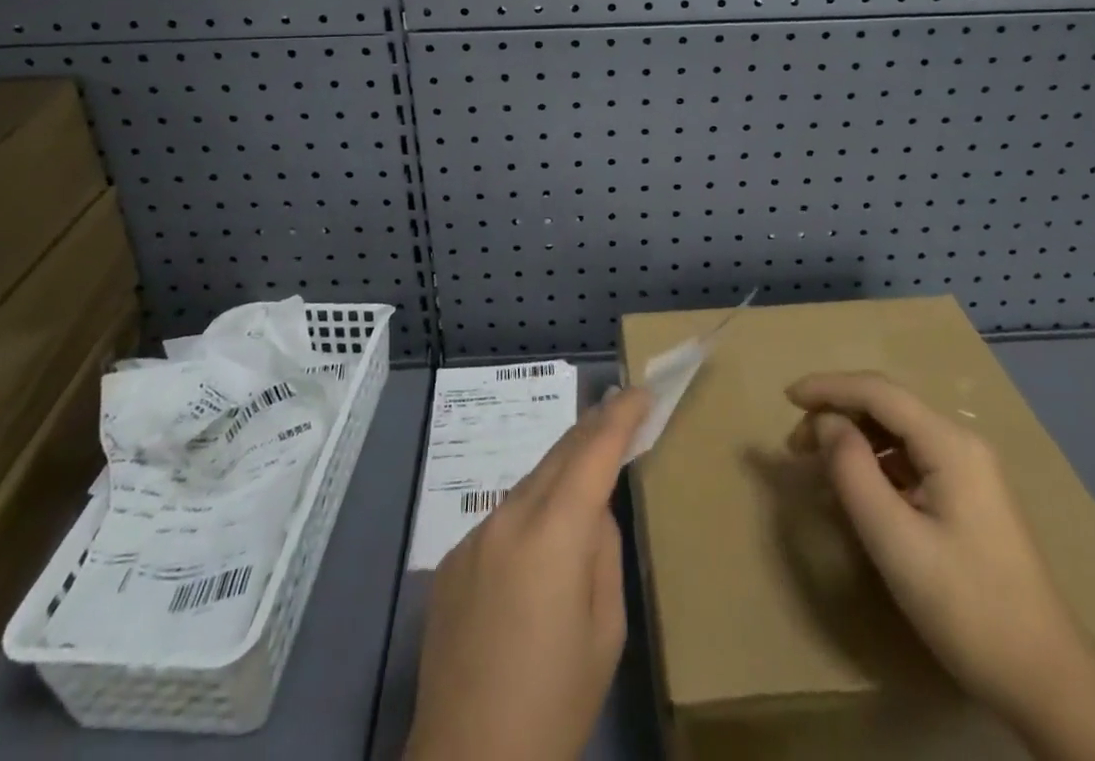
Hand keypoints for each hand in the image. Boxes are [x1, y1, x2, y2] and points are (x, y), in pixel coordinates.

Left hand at [405, 386, 653, 760]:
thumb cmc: (554, 704)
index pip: (593, 453)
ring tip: (587, 471)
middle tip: (621, 408)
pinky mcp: (453, 559)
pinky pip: (502, 518)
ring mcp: (474, 536)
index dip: (620, 417)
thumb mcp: (605, 633)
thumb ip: (602, 553)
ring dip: (561, 472)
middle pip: (557, 455)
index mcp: (553, 535)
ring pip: (528, 485)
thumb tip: (593, 512)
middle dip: (592, 428)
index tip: (641, 391)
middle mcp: (508, 519)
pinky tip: (538, 548)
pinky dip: (530, 513)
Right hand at [786, 371, 1093, 720]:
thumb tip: (826, 423)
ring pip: (898, 432)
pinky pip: (911, 460)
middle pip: (888, 406)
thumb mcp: (895, 540)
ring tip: (817, 464)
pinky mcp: (969, 499)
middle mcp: (962, 444)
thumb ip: (853, 471)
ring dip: (854, 438)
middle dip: (837, 413)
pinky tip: (857, 488)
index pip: (877, 391)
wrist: (1049, 684)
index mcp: (950, 444)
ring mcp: (970, 472)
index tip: (786, 398)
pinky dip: (875, 462)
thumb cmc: (967, 607)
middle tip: (795, 445)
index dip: (828, 387)